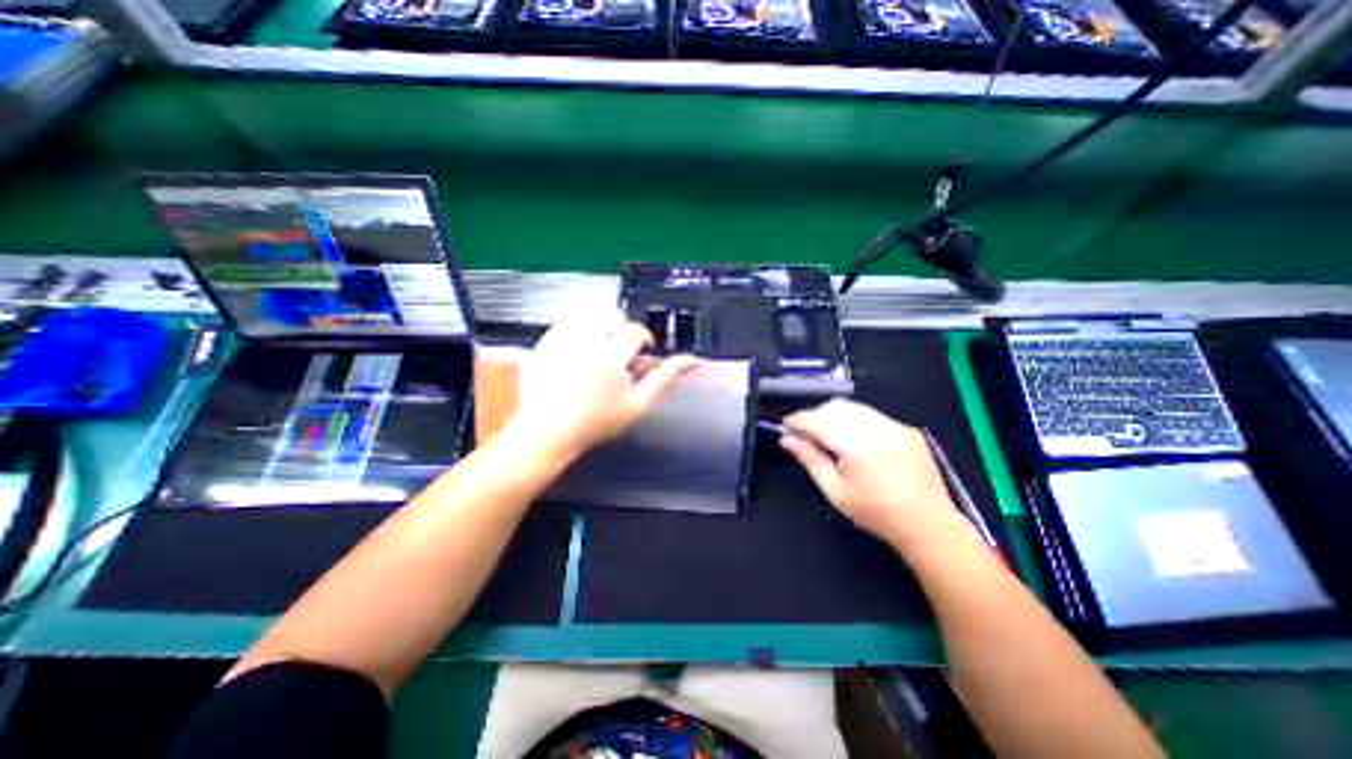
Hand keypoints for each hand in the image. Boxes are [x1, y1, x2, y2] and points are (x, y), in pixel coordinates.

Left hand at [503, 309, 696, 462]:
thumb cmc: (597, 422)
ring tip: (599, 347)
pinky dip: (575, 329)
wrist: (549, 431)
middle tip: (620, 348)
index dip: (643, 338)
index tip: (642, 351)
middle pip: (609, 313)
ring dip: (598, 325)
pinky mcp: (541, 344)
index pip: (634, 331)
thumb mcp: (638, 404)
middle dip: (620, 326)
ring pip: (586, 313)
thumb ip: (665, 378)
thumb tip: (693, 360)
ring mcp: (558, 342)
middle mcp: (583, 343)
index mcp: (610, 358)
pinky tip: (577, 349)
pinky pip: (563, 322)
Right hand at [777, 402, 952, 542]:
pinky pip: (871, 415)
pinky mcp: (906, 429)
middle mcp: (877, 426)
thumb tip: (787, 440)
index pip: (819, 420)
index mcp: (858, 443)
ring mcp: (895, 425)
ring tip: (828, 438)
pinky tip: (854, 441)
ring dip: (834, 416)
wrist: (929, 525)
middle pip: (835, 407)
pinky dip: (854, 421)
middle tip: (805, 436)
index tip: (785, 427)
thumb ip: (810, 460)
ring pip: (853, 407)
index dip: (798, 420)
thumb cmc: (876, 513)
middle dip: (815, 416)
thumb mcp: (836, 491)